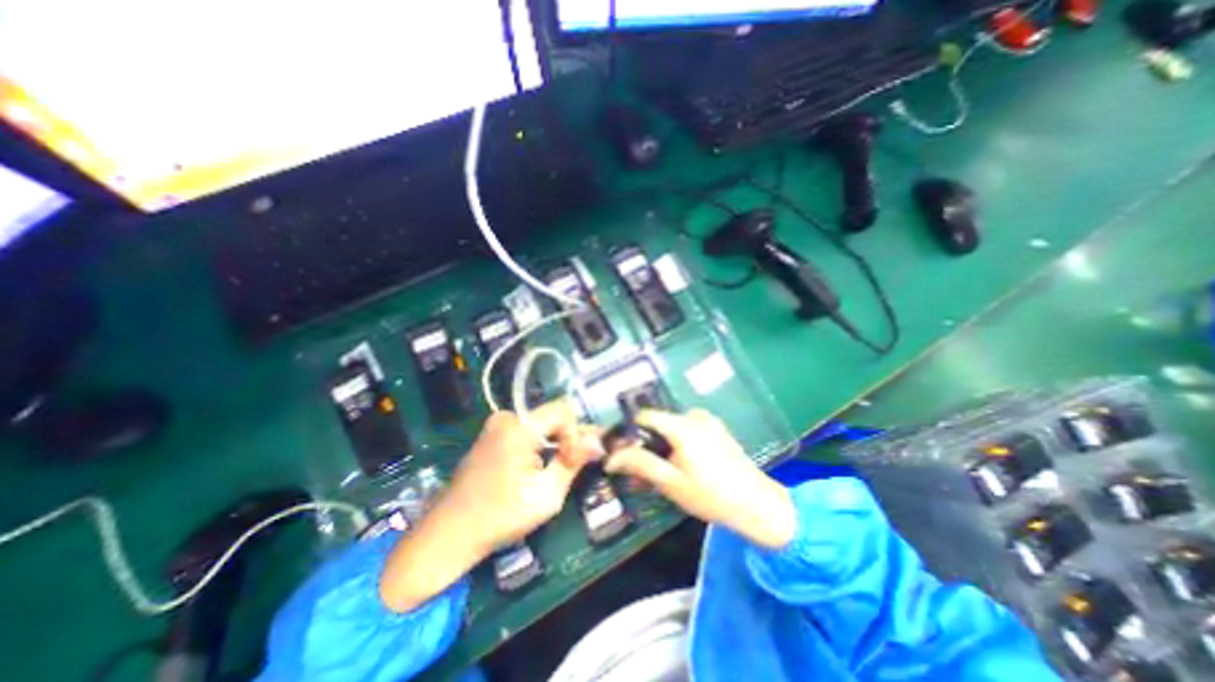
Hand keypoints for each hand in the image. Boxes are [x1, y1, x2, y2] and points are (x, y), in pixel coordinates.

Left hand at [377, 401, 597, 612]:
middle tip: (569, 467)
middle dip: (566, 438)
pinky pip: (527, 428)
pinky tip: (535, 467)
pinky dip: (538, 443)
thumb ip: (573, 463)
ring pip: (541, 422)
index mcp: (518, 428)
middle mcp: (506, 417)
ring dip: (553, 442)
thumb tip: (599, 441)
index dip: (576, 431)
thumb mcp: (546, 496)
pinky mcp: (492, 432)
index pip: (564, 410)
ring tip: (553, 470)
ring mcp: (496, 423)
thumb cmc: (499, 518)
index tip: (575, 459)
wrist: (448, 533)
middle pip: (552, 415)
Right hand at [606, 410, 798, 547]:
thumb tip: (611, 458)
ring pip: (672, 428)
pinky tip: (683, 467)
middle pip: (659, 423)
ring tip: (663, 474)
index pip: (644, 416)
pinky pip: (687, 430)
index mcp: (682, 425)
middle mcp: (694, 415)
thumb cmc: (711, 495)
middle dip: (647, 444)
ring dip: (662, 446)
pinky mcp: (716, 428)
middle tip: (642, 472)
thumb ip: (640, 464)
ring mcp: (708, 420)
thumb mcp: (671, 482)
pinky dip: (677, 444)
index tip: (622, 453)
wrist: (757, 505)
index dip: (629, 432)